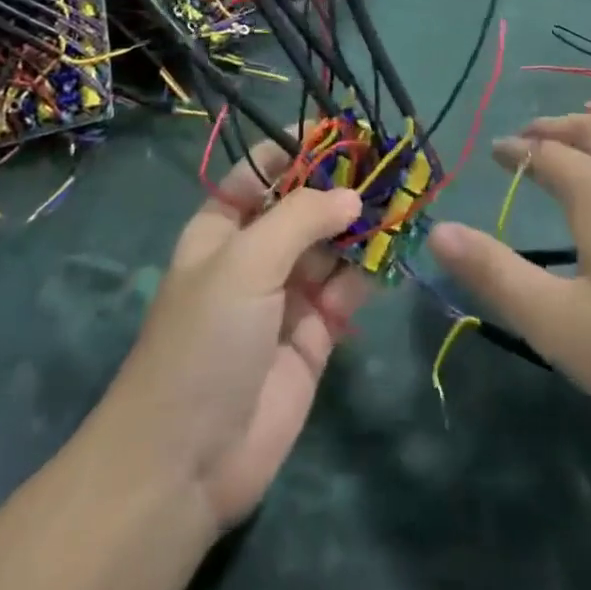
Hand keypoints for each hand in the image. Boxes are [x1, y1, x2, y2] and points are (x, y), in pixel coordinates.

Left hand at [98, 137, 369, 529]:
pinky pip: (346, 290)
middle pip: (303, 206)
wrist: (187, 460)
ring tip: (403, 197)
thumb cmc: (205, 339)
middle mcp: (255, 255)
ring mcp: (285, 295)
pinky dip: (369, 270)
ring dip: (361, 225)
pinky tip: (395, 248)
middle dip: (341, 185)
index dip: (299, 148)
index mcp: (222, 227)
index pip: (263, 171)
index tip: (344, 129)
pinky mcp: (313, 335)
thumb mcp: (245, 261)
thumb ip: (301, 219)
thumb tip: (352, 196)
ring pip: (330, 246)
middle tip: (389, 163)